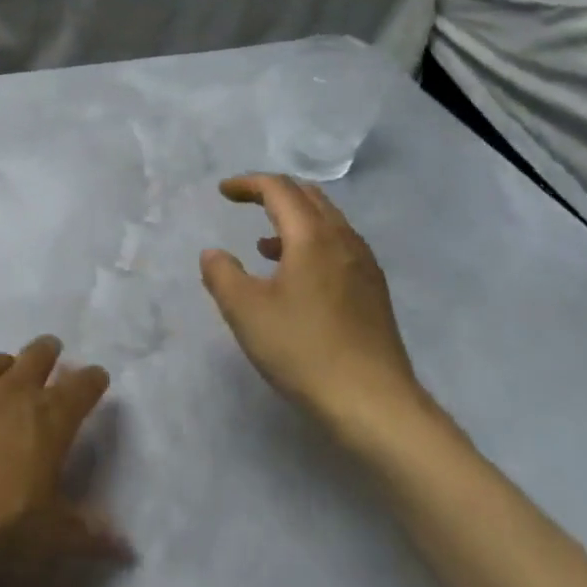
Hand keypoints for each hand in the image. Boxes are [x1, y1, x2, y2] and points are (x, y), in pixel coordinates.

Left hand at [0, 336, 129, 586]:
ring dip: (5, 364)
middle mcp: (13, 393)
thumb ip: (87, 535)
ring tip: (7, 370)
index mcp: (50, 417)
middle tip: (53, 350)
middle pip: (37, 356)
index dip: (92, 380)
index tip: (97, 376)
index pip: (81, 387)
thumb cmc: (0, 521)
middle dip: (48, 351)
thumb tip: (126, 548)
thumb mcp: (50, 536)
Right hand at [200, 174, 434, 450]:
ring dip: (294, 220)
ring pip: (328, 222)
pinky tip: (296, 276)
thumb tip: (213, 253)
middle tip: (245, 204)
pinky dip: (311, 243)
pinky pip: (339, 246)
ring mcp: (364, 265)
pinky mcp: (374, 291)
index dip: (248, 184)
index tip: (223, 192)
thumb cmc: (303, 349)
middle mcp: (343, 240)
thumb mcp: (245, 311)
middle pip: (308, 197)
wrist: (373, 403)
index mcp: (312, 236)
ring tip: (263, 243)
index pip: (279, 189)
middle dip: (274, 193)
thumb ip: (222, 274)